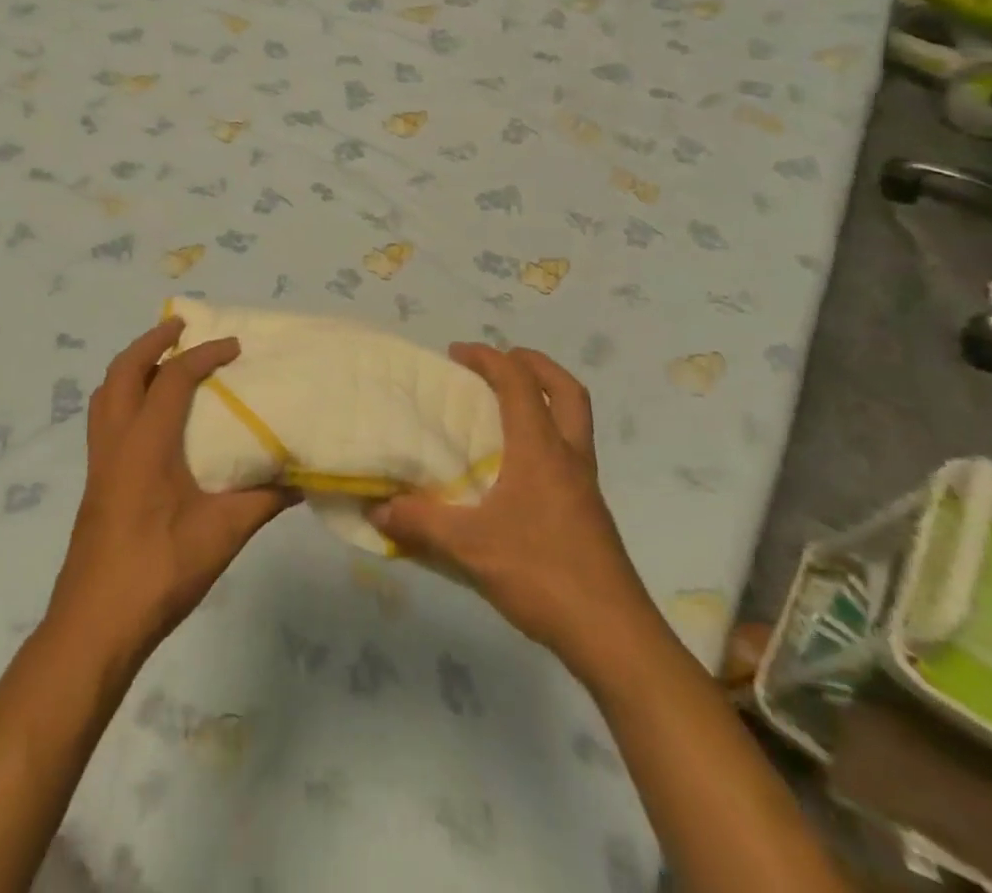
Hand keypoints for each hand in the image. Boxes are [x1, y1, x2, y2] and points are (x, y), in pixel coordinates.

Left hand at [46, 318, 294, 663]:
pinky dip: (124, 395)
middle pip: (124, 370)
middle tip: (183, 327)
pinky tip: (149, 416)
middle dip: (153, 342)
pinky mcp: (95, 481)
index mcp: (145, 442)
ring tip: (162, 360)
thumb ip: (263, 500)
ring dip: (132, 366)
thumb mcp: (222, 534)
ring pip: (107, 392)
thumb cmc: (160, 571)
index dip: (205, 355)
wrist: (96, 624)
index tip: (235, 346)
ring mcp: (99, 461)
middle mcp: (115, 440)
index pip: (174, 378)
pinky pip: (105, 417)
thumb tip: (301, 476)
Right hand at [368, 344, 663, 689]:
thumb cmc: (543, 575)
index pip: (519, 383)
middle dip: (534, 364)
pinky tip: (516, 469)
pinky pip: (569, 453)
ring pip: (573, 422)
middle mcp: (569, 457)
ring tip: (504, 409)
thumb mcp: (470, 549)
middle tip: (500, 362)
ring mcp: (585, 486)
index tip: (456, 353)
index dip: (488, 358)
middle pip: (566, 390)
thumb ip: (420, 523)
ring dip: (544, 400)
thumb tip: (376, 509)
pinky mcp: (589, 513)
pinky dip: (545, 438)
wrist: (615, 637)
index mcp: (541, 450)